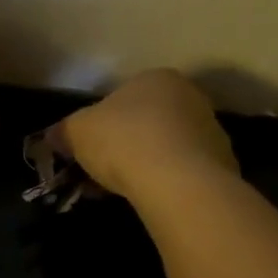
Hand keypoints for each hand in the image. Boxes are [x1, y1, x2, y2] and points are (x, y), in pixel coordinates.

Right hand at [59, 69, 236, 201]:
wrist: (178, 181)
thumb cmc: (124, 141)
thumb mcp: (77, 132)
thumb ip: (64, 131)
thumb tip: (54, 136)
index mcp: (156, 78)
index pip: (124, 96)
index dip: (102, 124)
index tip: (90, 149)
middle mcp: (190, 96)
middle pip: (149, 120)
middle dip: (127, 144)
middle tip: (104, 171)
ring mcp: (211, 130)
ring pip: (168, 147)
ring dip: (148, 164)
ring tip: (126, 190)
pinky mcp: (223, 164)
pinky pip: (186, 171)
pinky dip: (169, 182)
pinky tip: (153, 198)